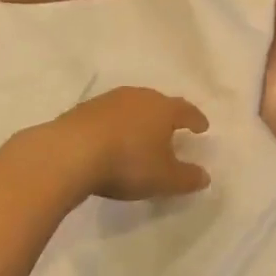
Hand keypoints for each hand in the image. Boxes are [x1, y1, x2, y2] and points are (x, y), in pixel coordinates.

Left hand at [45, 87, 211, 200]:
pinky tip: (111, 139)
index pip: (186, 110)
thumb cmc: (127, 162)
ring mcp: (109, 100)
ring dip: (139, 119)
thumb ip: (186, 178)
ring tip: (141, 134)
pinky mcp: (84, 109)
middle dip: (167, 116)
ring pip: (132, 106)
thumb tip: (205, 176)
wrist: (70, 152)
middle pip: (158, 103)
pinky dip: (116, 125)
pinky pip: (109, 115)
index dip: (196, 119)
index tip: (202, 127)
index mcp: (163, 109)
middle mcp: (139, 97)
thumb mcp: (163, 178)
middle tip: (172, 128)